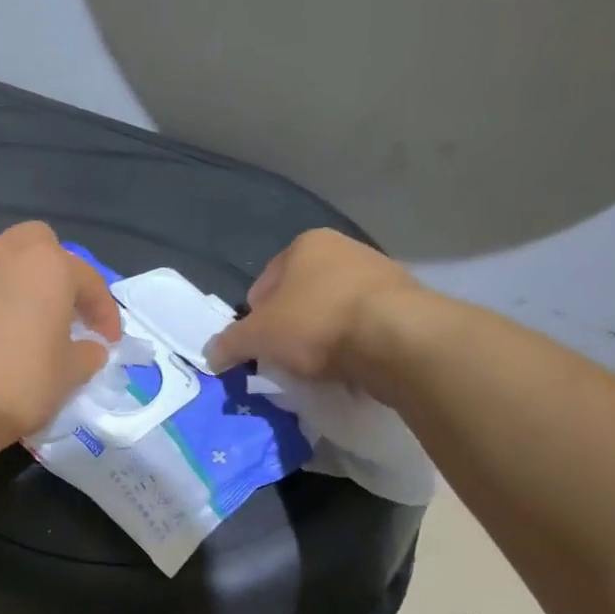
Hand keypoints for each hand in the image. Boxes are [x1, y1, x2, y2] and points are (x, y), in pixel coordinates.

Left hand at [0, 222, 122, 447]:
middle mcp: (1, 255)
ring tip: (19, 326)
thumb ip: (88, 354)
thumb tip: (89, 347)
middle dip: (55, 272)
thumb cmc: (19, 386)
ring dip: (14, 287)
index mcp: (45, 266)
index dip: (104, 311)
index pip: (88, 278)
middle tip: (61, 312)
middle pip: (37, 245)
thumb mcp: (69, 376)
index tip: (108, 341)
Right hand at [207, 228, 420, 382]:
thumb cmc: (316, 323)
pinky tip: (345, 367)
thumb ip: (229, 344)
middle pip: (299, 298)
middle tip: (283, 360)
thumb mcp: (257, 336)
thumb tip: (210, 355)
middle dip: (288, 329)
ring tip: (315, 369)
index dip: (254, 319)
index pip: (264, 284)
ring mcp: (378, 274)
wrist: (395, 338)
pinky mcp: (404, 304)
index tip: (257, 348)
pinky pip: (361, 328)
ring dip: (319, 339)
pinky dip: (349, 346)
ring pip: (331, 313)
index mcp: (306, 244)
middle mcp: (344, 249)